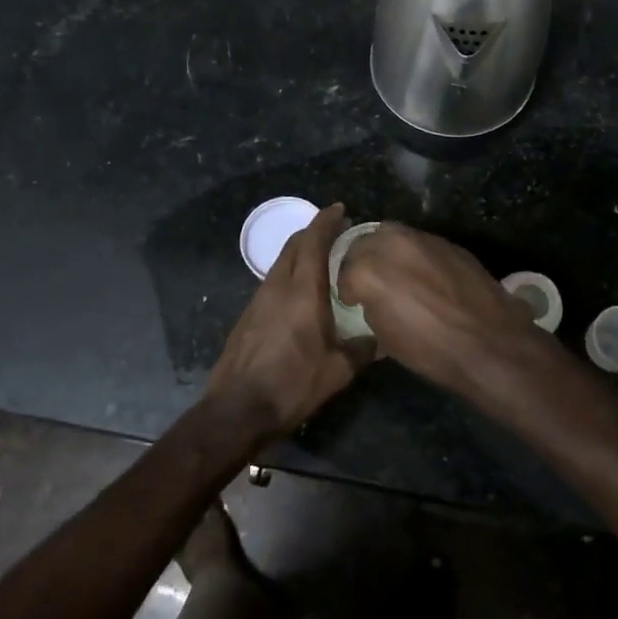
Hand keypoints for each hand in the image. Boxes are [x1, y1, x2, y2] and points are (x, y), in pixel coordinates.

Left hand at [204, 203, 366, 442]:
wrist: (238, 409)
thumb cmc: (293, 385)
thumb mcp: (338, 371)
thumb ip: (362, 350)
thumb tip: (380, 339)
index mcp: (303, 291)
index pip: (314, 242)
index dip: (326, 221)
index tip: (340, 209)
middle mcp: (278, 286)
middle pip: (294, 245)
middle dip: (314, 232)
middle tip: (336, 232)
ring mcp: (258, 300)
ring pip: (281, 263)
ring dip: (300, 253)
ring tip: (322, 261)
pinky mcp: (248, 316)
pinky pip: (272, 282)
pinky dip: (289, 274)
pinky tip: (301, 294)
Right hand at [336, 223, 540, 393]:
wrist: (488, 342)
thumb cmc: (430, 349)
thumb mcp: (385, 336)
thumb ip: (372, 306)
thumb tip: (374, 298)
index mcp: (369, 270)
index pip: (345, 273)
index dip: (348, 290)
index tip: (354, 301)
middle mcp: (392, 244)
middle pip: (365, 242)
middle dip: (363, 260)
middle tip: (371, 282)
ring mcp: (423, 239)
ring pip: (394, 235)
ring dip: (389, 252)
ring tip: (397, 275)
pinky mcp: (449, 243)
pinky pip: (422, 243)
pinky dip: (416, 255)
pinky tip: (426, 277)